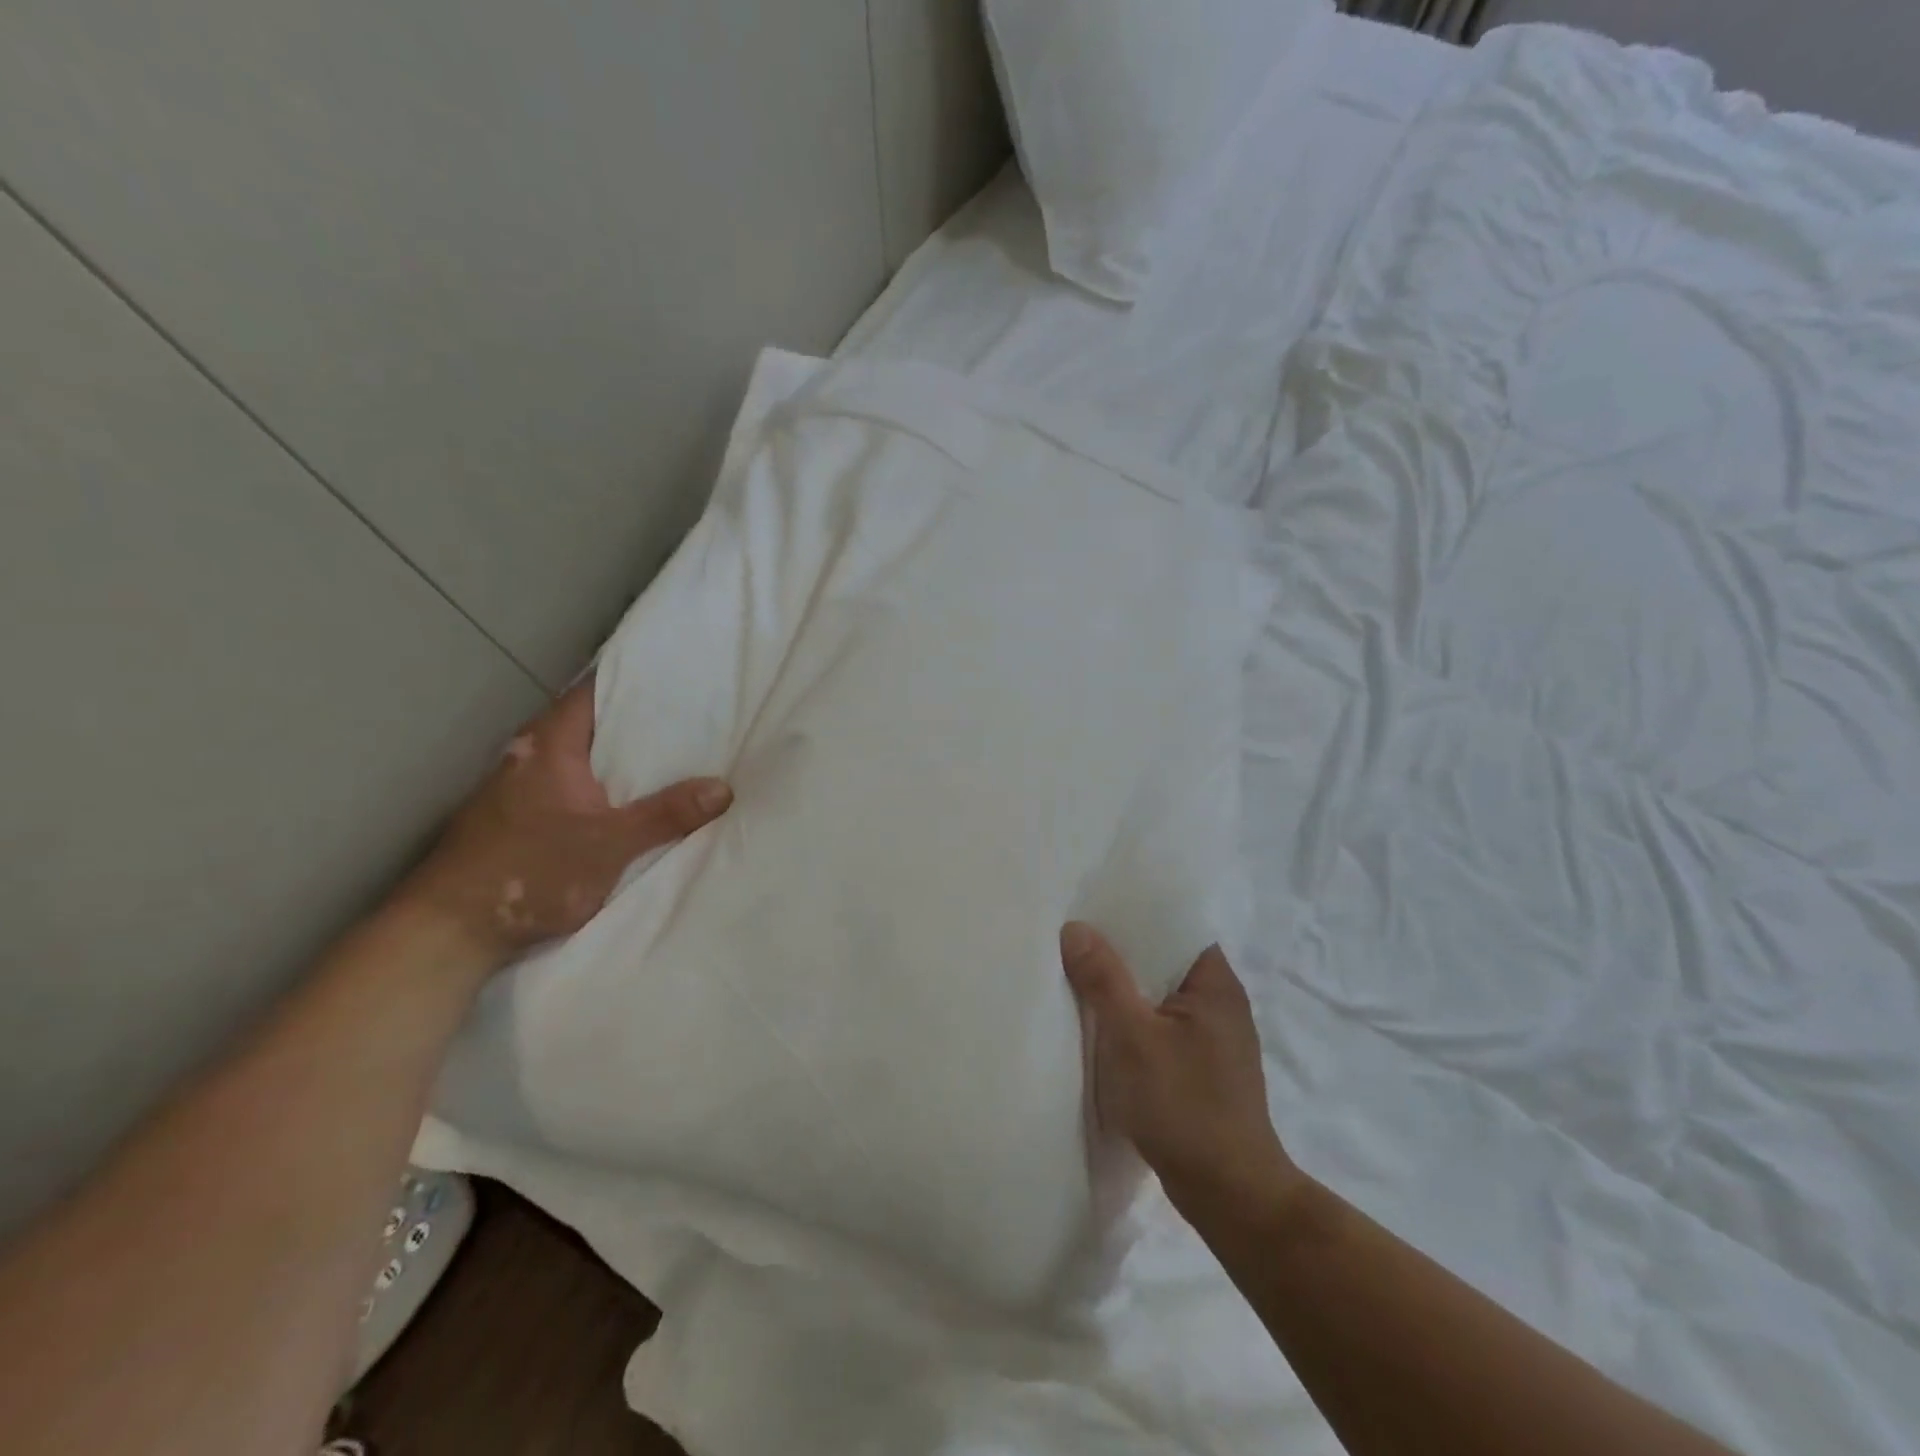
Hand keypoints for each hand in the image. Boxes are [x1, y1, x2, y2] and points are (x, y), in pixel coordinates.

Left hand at [404, 677, 731, 964]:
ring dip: (617, 756)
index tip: (677, 679)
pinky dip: (600, 783)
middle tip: (690, 719)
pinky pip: (569, 783)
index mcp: (549, 744)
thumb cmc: (530, 872)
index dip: (634, 681)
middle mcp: (529, 755)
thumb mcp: (610, 845)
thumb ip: (666, 815)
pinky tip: (628, 798)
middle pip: (590, 722)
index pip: (594, 691)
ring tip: (670, 755)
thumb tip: (724, 788)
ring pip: (579, 755)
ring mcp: (518, 787)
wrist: (448, 930)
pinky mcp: (515, 817)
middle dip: (636, 721)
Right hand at [1061, 923, 1298, 1218]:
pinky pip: (1160, 1025)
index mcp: (1214, 982)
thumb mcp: (1133, 1036)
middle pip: (1163, 959)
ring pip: (1159, 994)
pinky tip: (1100, 1023)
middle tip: (1072, 935)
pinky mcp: (1201, 1067)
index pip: (1175, 925)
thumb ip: (1104, 979)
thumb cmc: (1184, 1105)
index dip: (1135, 912)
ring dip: (1124, 987)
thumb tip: (1075, 927)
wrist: (1230, 1194)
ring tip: (1077, 971)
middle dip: (1120, 950)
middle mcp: (1219, 1001)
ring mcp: (1212, 1037)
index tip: (1093, 903)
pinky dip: (1132, 1019)